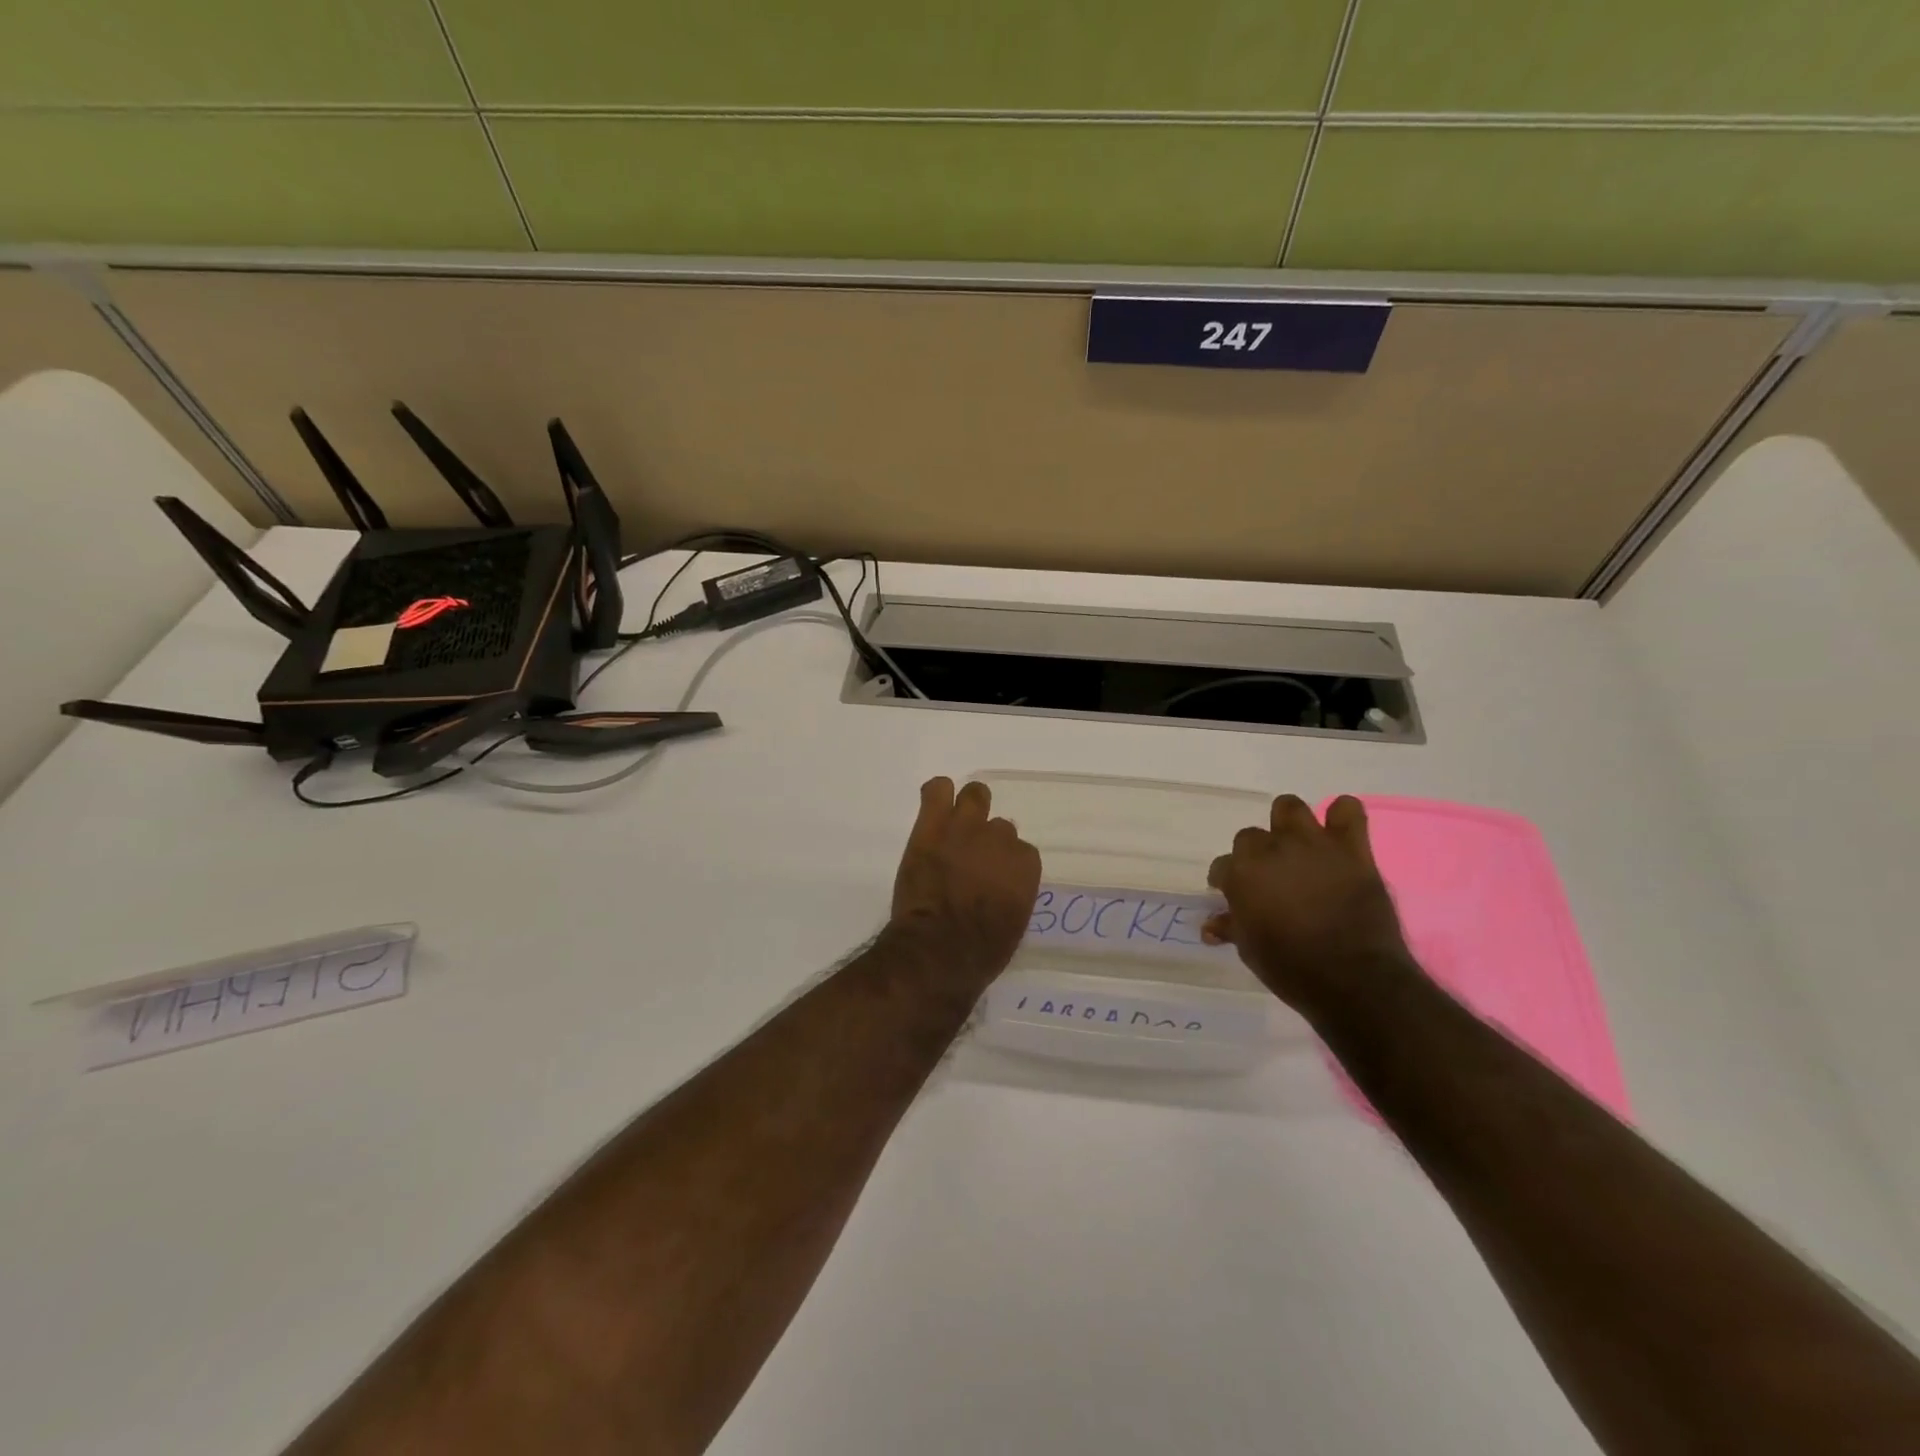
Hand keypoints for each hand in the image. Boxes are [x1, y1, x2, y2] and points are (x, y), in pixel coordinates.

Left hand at [889, 778, 1041, 980]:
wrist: (936, 948)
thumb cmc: (979, 951)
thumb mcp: (1013, 925)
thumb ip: (1013, 894)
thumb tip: (1002, 888)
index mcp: (1025, 865)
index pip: (1021, 852)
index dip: (1005, 865)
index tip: (993, 878)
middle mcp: (1000, 839)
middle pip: (999, 826)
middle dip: (987, 840)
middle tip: (971, 858)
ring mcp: (965, 827)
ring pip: (975, 795)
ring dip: (968, 807)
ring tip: (954, 825)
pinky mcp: (932, 826)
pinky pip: (937, 790)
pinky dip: (937, 794)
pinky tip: (934, 807)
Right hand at [1203, 794, 1415, 1016]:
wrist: (1354, 979)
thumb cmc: (1291, 968)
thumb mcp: (1250, 950)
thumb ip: (1232, 927)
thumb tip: (1211, 925)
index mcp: (1241, 874)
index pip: (1222, 866)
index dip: (1227, 881)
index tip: (1234, 896)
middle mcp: (1271, 850)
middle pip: (1250, 836)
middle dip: (1256, 855)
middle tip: (1269, 877)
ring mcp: (1312, 844)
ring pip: (1289, 807)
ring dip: (1289, 824)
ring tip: (1297, 846)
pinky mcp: (1351, 848)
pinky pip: (1347, 810)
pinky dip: (1341, 817)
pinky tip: (1339, 834)